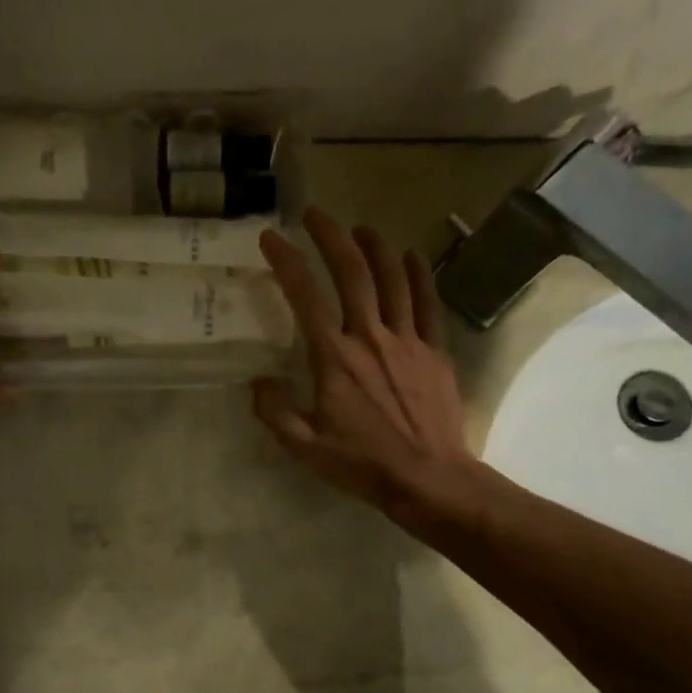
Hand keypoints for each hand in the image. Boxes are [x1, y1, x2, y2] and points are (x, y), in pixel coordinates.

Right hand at [253, 207, 484, 525]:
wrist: (428, 478)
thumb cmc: (362, 464)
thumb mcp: (305, 447)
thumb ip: (276, 412)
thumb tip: (258, 383)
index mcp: (334, 359)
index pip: (305, 297)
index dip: (286, 262)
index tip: (271, 238)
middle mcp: (370, 338)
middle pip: (352, 273)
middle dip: (331, 237)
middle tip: (315, 214)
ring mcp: (407, 341)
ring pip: (392, 279)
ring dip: (375, 247)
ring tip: (361, 228)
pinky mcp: (434, 351)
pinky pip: (427, 304)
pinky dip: (418, 275)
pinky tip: (411, 256)